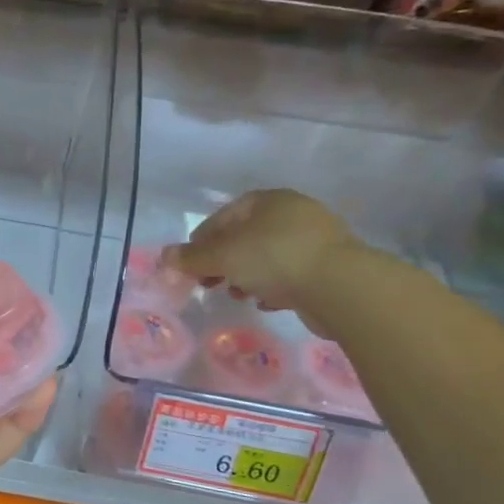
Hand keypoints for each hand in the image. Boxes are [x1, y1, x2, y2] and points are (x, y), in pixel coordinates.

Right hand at [165, 189, 361, 315]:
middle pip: (246, 236)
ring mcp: (315, 239)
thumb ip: (192, 258)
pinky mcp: (329, 266)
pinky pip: (291, 273)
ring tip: (237, 294)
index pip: (224, 216)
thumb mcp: (223, 257)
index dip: (201, 240)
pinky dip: (274, 285)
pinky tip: (266, 302)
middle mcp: (293, 212)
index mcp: (268, 200)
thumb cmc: (273, 259)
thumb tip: (164, 256)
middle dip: (224, 261)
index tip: (190, 265)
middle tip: (209, 282)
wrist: (340, 286)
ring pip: (268, 256)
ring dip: (247, 275)